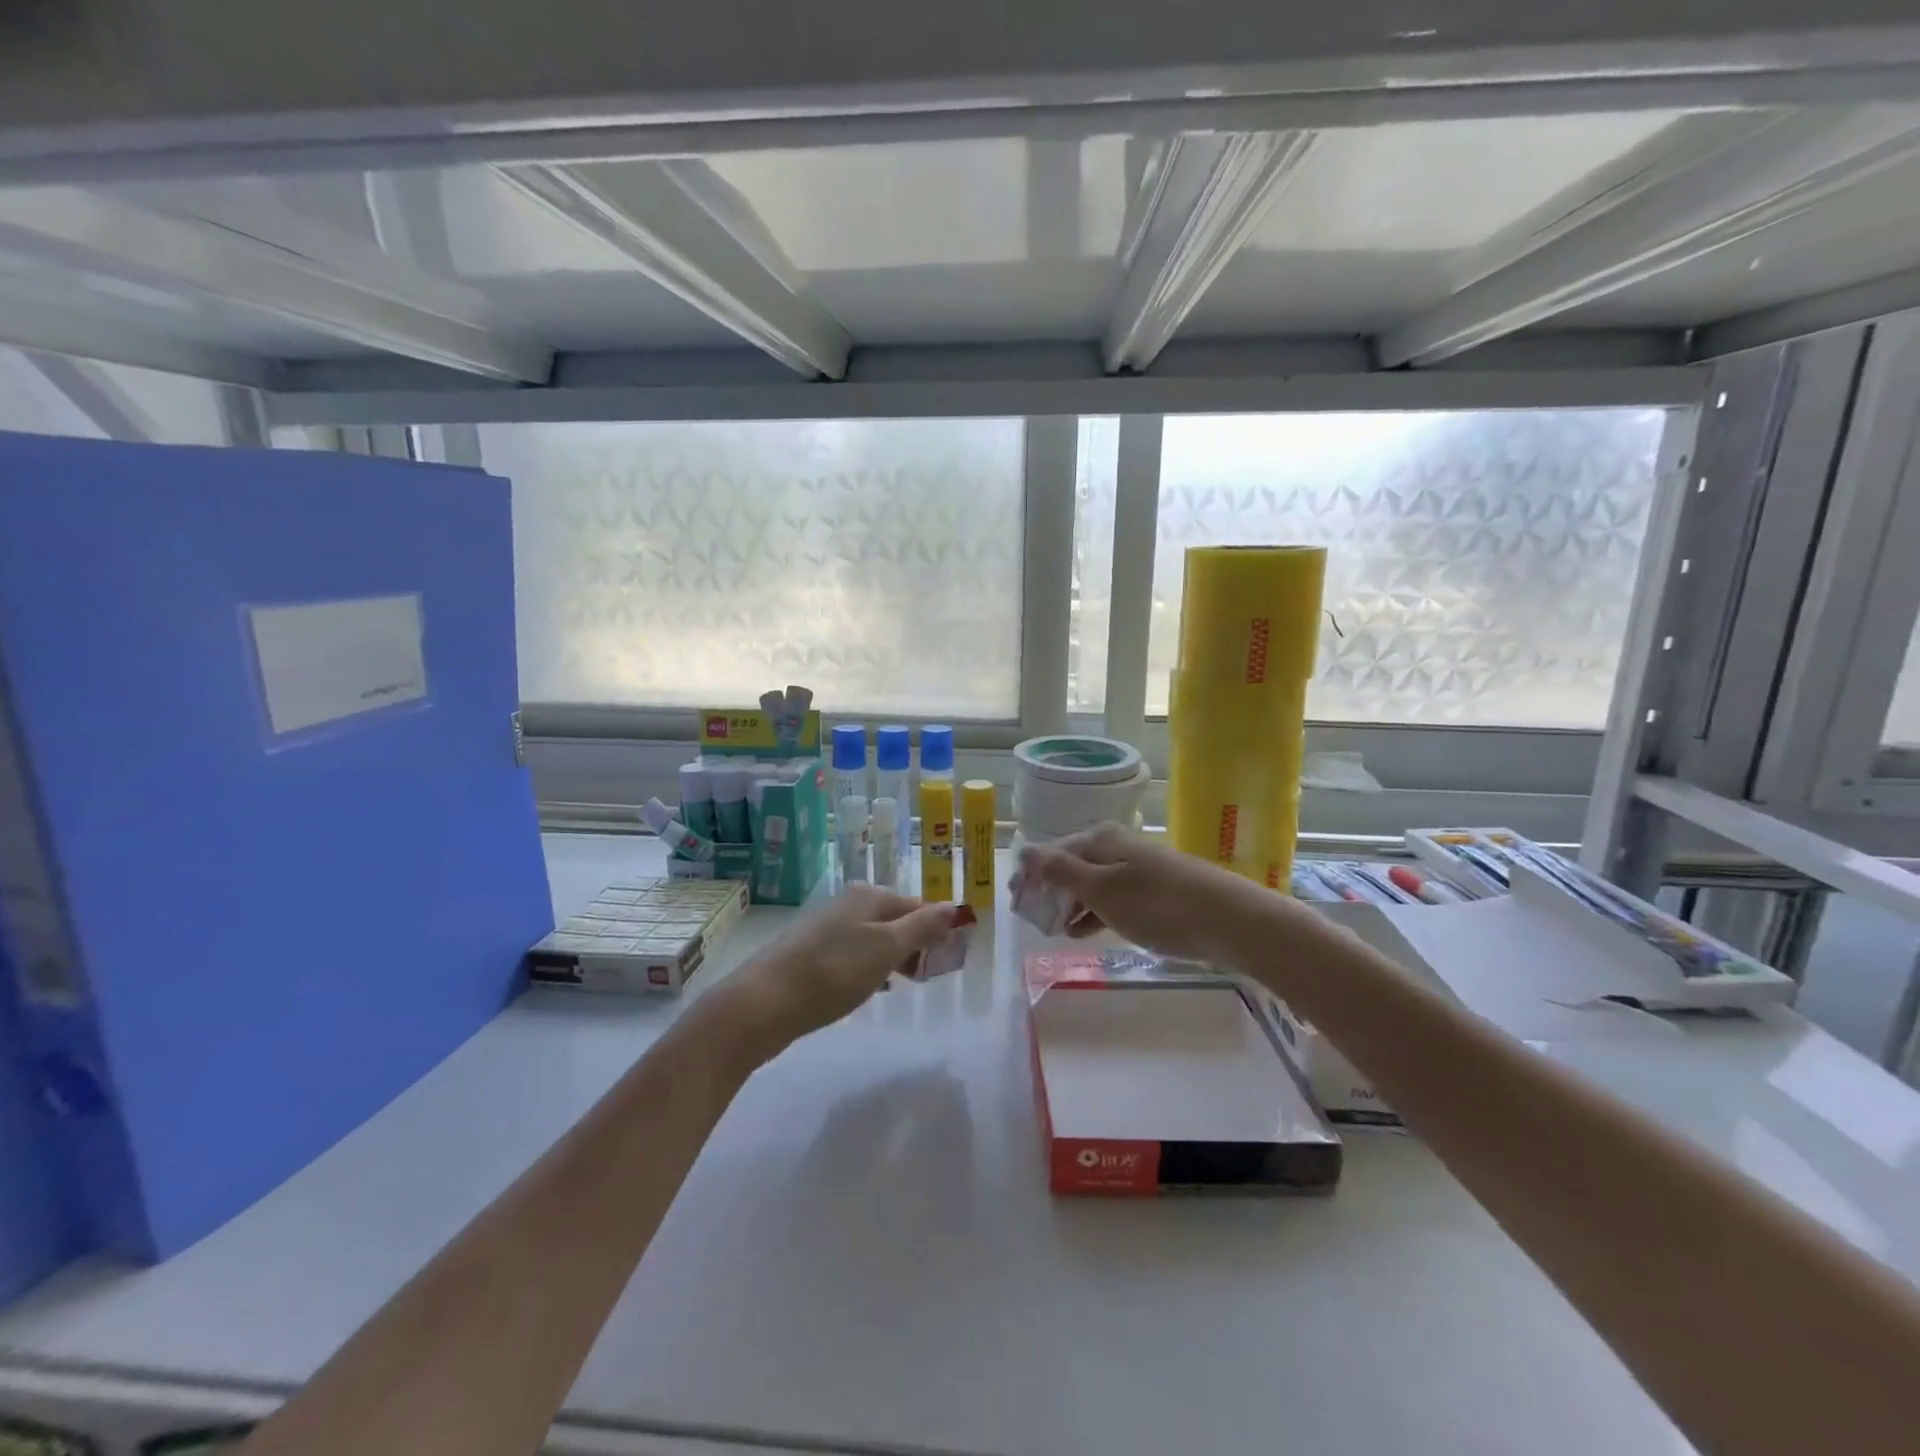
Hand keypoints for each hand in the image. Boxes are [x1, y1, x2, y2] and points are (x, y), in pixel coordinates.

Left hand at [726, 885, 962, 1048]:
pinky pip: (853, 955)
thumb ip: (922, 926)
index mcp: (869, 896)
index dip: (937, 929)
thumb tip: (954, 906)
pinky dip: (869, 968)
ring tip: (904, 984)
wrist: (763, 1003)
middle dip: (916, 944)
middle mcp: (848, 904)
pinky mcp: (811, 955)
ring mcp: (827, 929)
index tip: (950, 958)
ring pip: (874, 938)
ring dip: (893, 958)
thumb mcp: (887, 948)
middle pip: (895, 920)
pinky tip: (870, 988)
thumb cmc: (833, 972)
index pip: (918, 905)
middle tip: (929, 975)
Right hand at [1018, 823, 1288, 961]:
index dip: (1029, 875)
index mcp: (1098, 840)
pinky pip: (1111, 898)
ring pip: (1090, 883)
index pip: (1050, 852)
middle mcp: (1115, 847)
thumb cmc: (1157, 905)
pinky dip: (1093, 912)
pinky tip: (1084, 931)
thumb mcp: (1103, 889)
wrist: (1229, 920)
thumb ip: (1062, 871)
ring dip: (1069, 903)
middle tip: (1031, 918)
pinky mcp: (1153, 892)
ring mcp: (1136, 869)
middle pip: (1069, 865)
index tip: (1013, 902)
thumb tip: (1027, 852)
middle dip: (1047, 889)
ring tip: (1053, 928)